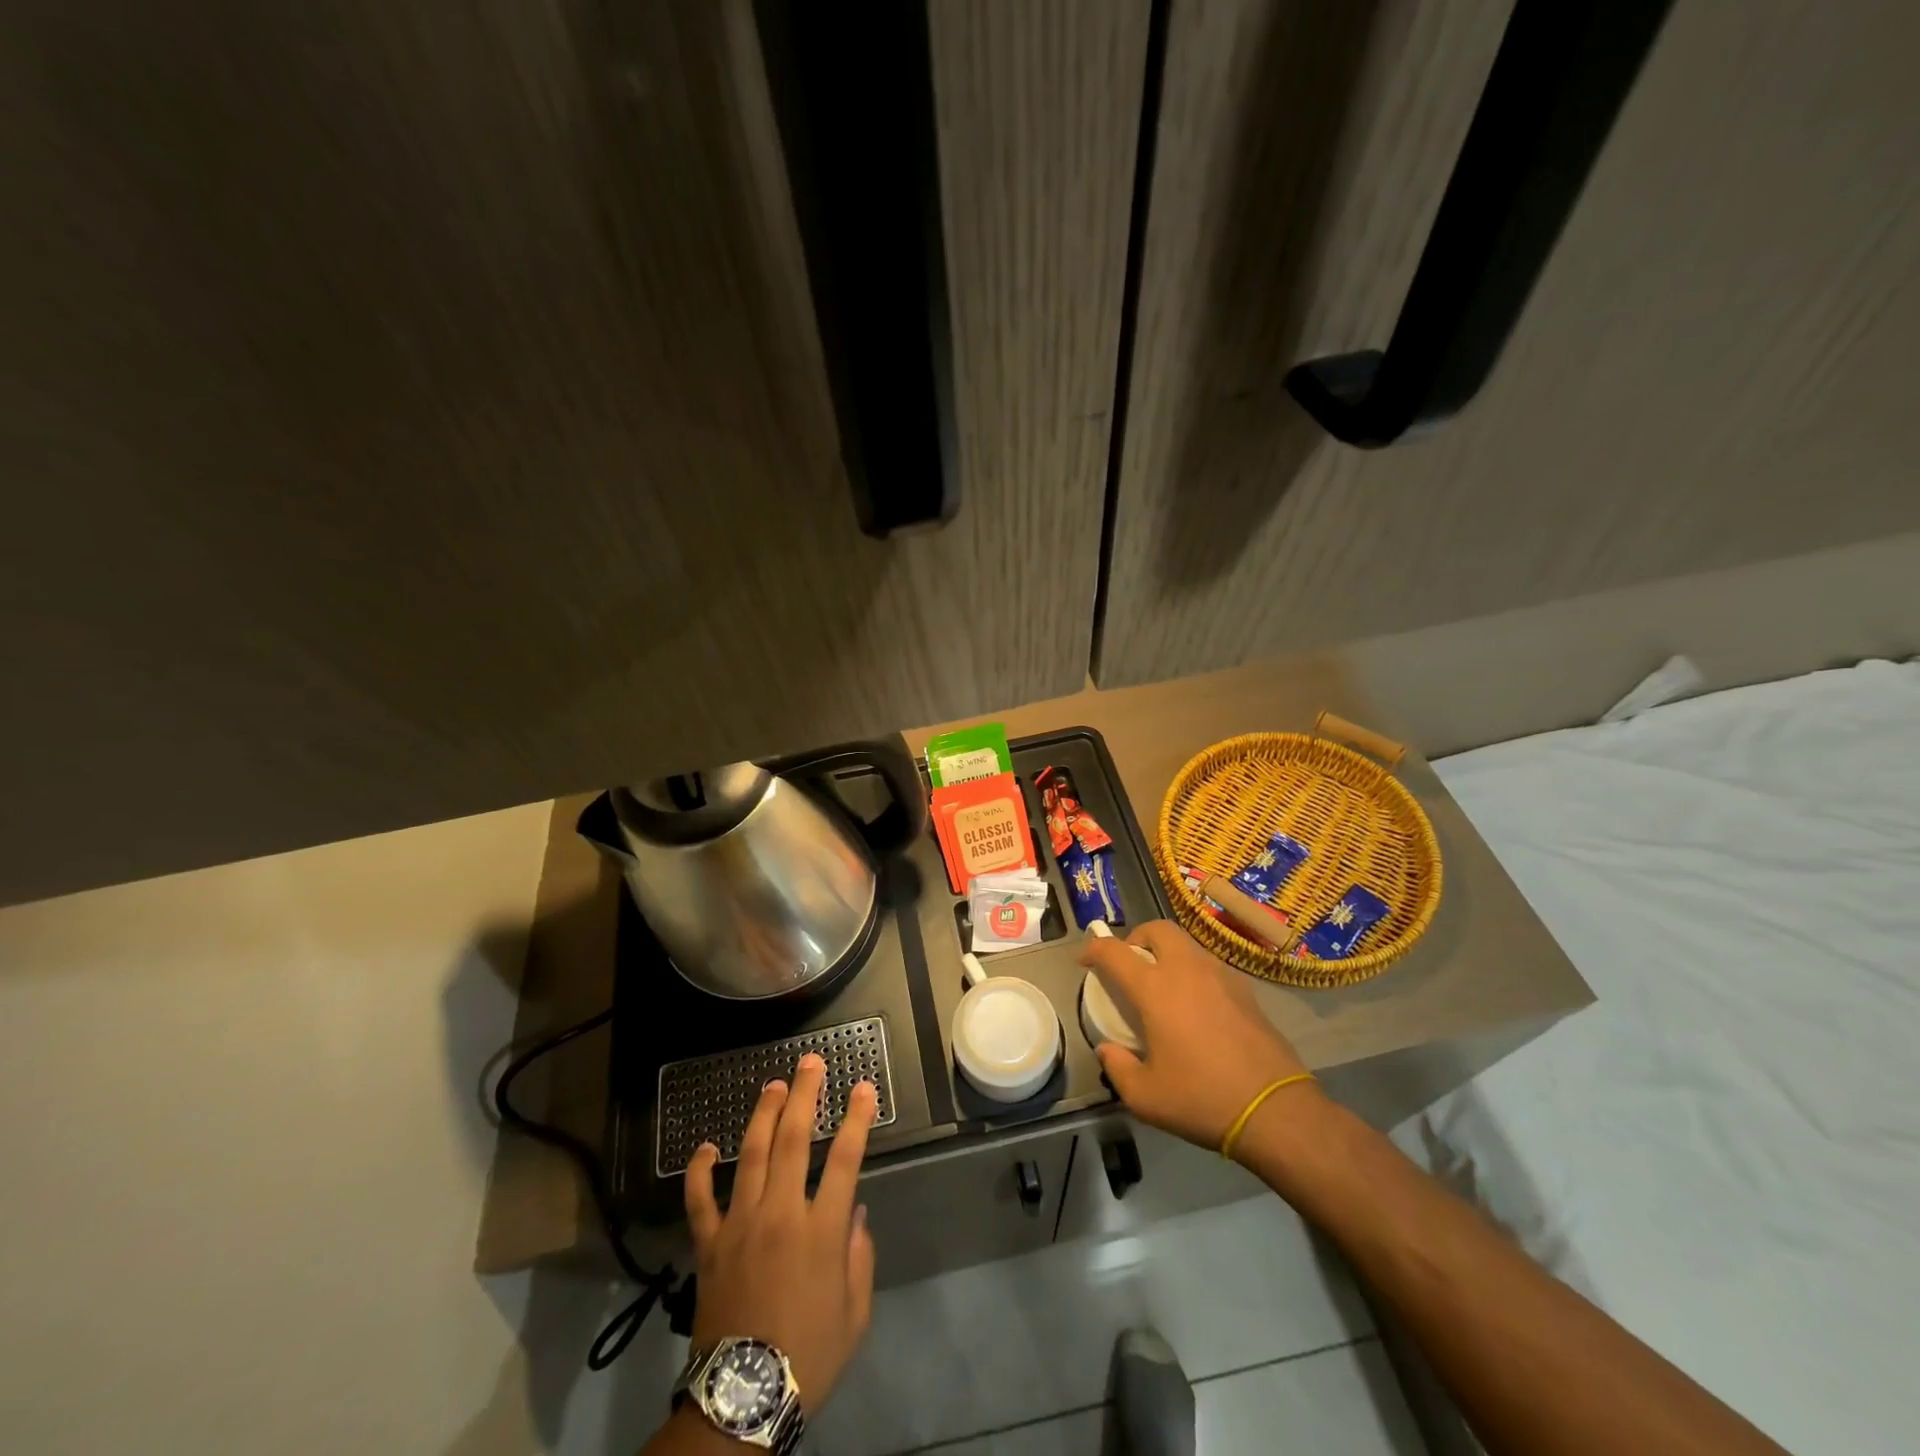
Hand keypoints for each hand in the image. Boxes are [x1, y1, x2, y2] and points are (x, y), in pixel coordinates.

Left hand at [683, 1054, 876, 1414]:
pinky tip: (706, 1146)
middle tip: (811, 1062)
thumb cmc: (808, 1356)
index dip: (858, 1119)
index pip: (847, 1159)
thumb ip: (859, 1258)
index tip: (864, 1087)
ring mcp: (741, 1224)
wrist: (742, 1401)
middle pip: (795, 1140)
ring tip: (774, 1085)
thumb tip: (855, 1214)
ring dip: (764, 1114)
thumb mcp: (854, 1314)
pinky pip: (700, 1200)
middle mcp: (781, 1214)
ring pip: (752, 1155)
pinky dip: (701, 1170)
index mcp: (821, 1231)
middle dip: (805, 1095)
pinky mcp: (709, 1244)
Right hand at [1080, 919, 1317, 1155]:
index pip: (1114, 952)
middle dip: (1137, 938)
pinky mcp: (1245, 991)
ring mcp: (1220, 976)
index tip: (1085, 960)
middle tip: (1131, 963)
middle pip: (1157, 929)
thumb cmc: (1202, 1099)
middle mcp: (1186, 970)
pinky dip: (1193, 970)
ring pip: (1186, 943)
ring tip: (1163, 984)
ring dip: (1167, 952)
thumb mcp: (1146, 1097)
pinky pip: (1210, 964)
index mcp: (1155, 989)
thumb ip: (1118, 1068)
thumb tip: (1108, 1049)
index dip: (1094, 949)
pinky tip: (1196, 1004)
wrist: (1275, 1109)